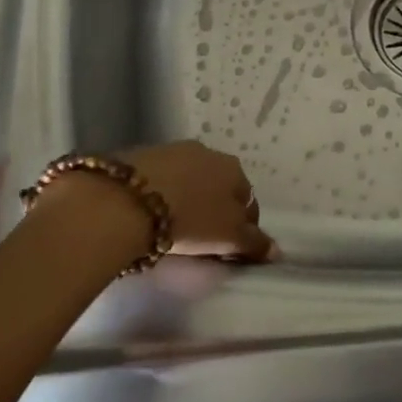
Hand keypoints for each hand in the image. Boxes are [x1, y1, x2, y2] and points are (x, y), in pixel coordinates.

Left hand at [116, 140, 277, 261]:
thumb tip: (277, 250)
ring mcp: (174, 150)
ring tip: (171, 224)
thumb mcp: (226, 237)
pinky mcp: (142, 154)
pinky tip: (148, 212)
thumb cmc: (188, 219)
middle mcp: (209, 152)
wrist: (125, 202)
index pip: (249, 202)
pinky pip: (161, 178)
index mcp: (235, 170)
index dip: (243, 227)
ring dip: (187, 198)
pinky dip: (161, 192)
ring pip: (190, 179)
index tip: (229, 248)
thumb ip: (253, 243)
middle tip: (200, 237)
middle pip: (219, 186)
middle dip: (214, 208)